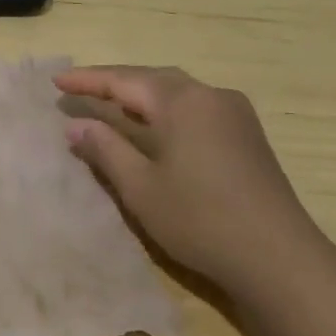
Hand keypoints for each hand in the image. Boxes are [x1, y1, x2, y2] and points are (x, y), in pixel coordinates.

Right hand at [54, 65, 330, 290]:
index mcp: (182, 101)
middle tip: (80, 89)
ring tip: (111, 102)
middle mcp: (210, 95)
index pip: (124, 80)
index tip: (56, 81)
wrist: (279, 257)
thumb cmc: (200, 219)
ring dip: (141, 94)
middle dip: (114, 82)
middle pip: (152, 78)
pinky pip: (196, 106)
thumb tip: (75, 124)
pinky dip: (165, 108)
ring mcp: (234, 113)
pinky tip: (155, 125)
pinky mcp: (247, 134)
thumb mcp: (141, 187)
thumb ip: (105, 149)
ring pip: (177, 90)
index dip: (88, 81)